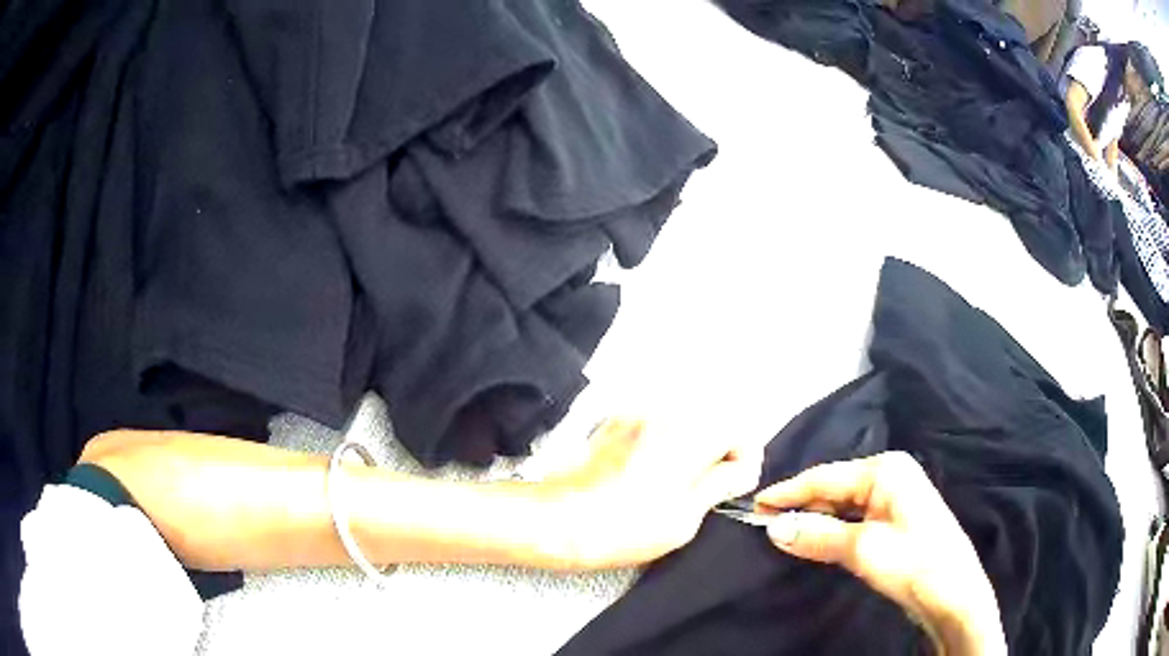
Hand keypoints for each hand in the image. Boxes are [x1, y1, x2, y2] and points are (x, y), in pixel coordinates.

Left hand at [532, 418, 762, 569]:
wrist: (557, 520)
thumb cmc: (626, 527)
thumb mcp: (687, 516)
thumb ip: (722, 483)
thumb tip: (741, 467)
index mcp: (691, 433)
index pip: (741, 430)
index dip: (742, 460)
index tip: (731, 487)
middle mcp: (667, 411)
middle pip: (714, 421)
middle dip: (718, 452)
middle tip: (705, 490)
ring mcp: (637, 413)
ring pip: (685, 423)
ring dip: (691, 448)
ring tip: (673, 485)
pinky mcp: (614, 422)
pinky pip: (656, 426)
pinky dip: (663, 444)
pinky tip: (646, 475)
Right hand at [755, 452, 1005, 655]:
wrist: (955, 594)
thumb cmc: (913, 564)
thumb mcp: (861, 549)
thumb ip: (816, 535)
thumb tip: (773, 527)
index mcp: (886, 470)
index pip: (825, 477)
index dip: (788, 492)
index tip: (754, 505)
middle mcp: (892, 475)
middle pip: (835, 488)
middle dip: (803, 506)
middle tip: (766, 526)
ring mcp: (897, 497)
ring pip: (845, 504)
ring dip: (817, 520)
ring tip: (786, 535)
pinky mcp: (897, 519)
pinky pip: (856, 518)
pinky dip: (834, 529)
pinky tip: (819, 540)